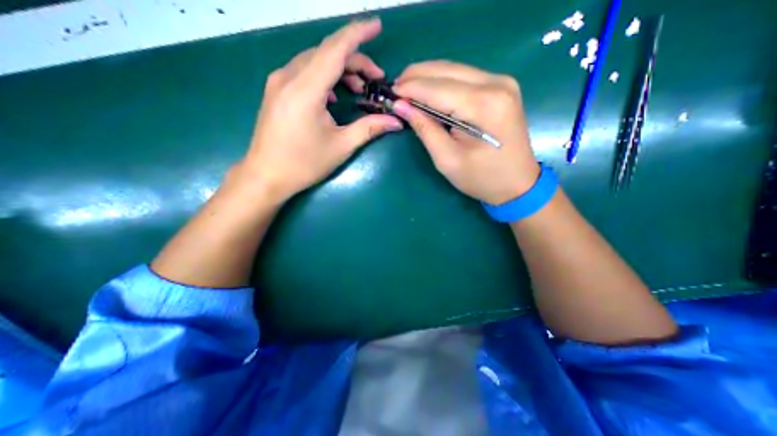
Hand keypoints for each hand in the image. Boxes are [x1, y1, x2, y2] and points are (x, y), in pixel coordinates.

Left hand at [239, 19, 400, 203]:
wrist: (266, 175)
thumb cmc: (304, 164)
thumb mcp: (341, 146)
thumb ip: (369, 128)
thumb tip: (395, 122)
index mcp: (305, 90)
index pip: (335, 50)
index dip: (358, 34)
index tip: (377, 25)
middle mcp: (288, 77)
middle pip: (326, 53)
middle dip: (354, 60)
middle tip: (375, 79)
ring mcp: (278, 82)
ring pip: (314, 61)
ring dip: (339, 69)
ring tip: (358, 88)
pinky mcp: (276, 91)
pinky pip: (304, 72)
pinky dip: (324, 77)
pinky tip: (333, 95)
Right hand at [393, 60, 538, 205]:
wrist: (517, 184)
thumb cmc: (481, 178)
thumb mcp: (447, 160)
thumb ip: (425, 129)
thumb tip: (402, 106)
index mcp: (484, 106)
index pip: (437, 88)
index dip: (410, 88)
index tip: (390, 93)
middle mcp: (496, 84)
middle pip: (446, 70)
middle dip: (416, 76)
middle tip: (395, 88)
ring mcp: (502, 82)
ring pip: (455, 69)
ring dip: (428, 76)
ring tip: (407, 88)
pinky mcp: (501, 87)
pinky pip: (464, 76)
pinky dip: (443, 81)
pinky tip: (429, 90)